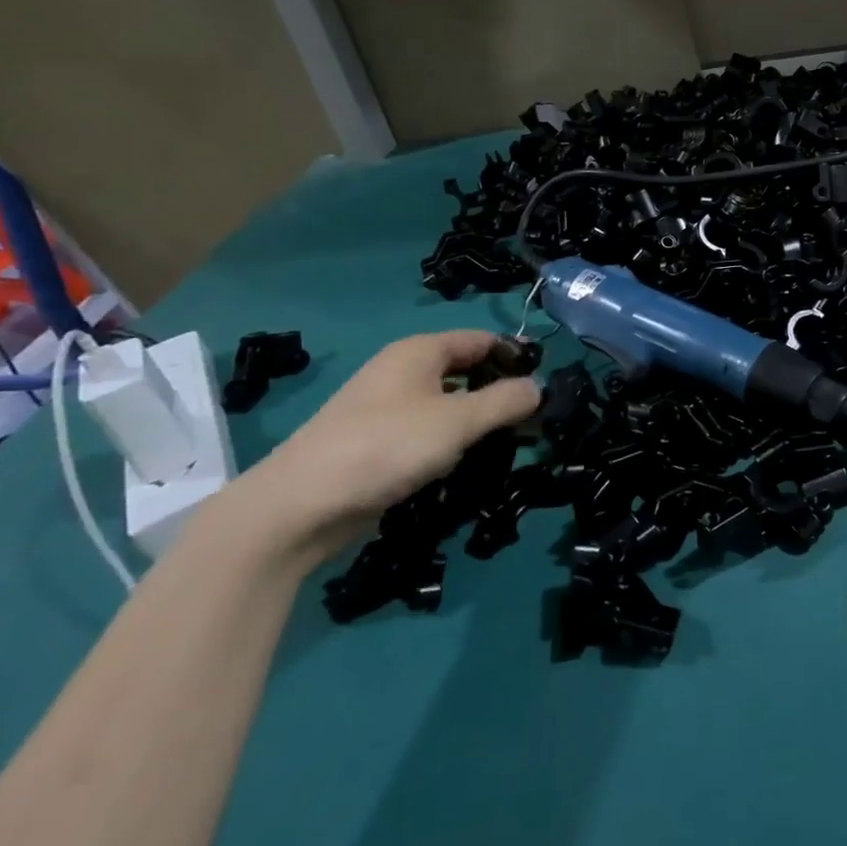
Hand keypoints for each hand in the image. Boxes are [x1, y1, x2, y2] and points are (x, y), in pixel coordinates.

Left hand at [226, 332, 539, 565]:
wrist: (300, 506)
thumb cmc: (386, 447)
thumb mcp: (458, 421)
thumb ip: (504, 401)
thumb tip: (538, 388)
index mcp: (419, 352)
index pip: (481, 340)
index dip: (514, 356)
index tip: (546, 383)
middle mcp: (403, 372)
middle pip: (465, 372)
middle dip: (499, 393)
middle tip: (533, 422)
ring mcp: (387, 409)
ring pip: (448, 406)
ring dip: (478, 423)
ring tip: (509, 447)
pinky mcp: (377, 445)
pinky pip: (428, 434)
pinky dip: (452, 444)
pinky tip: (467, 467)